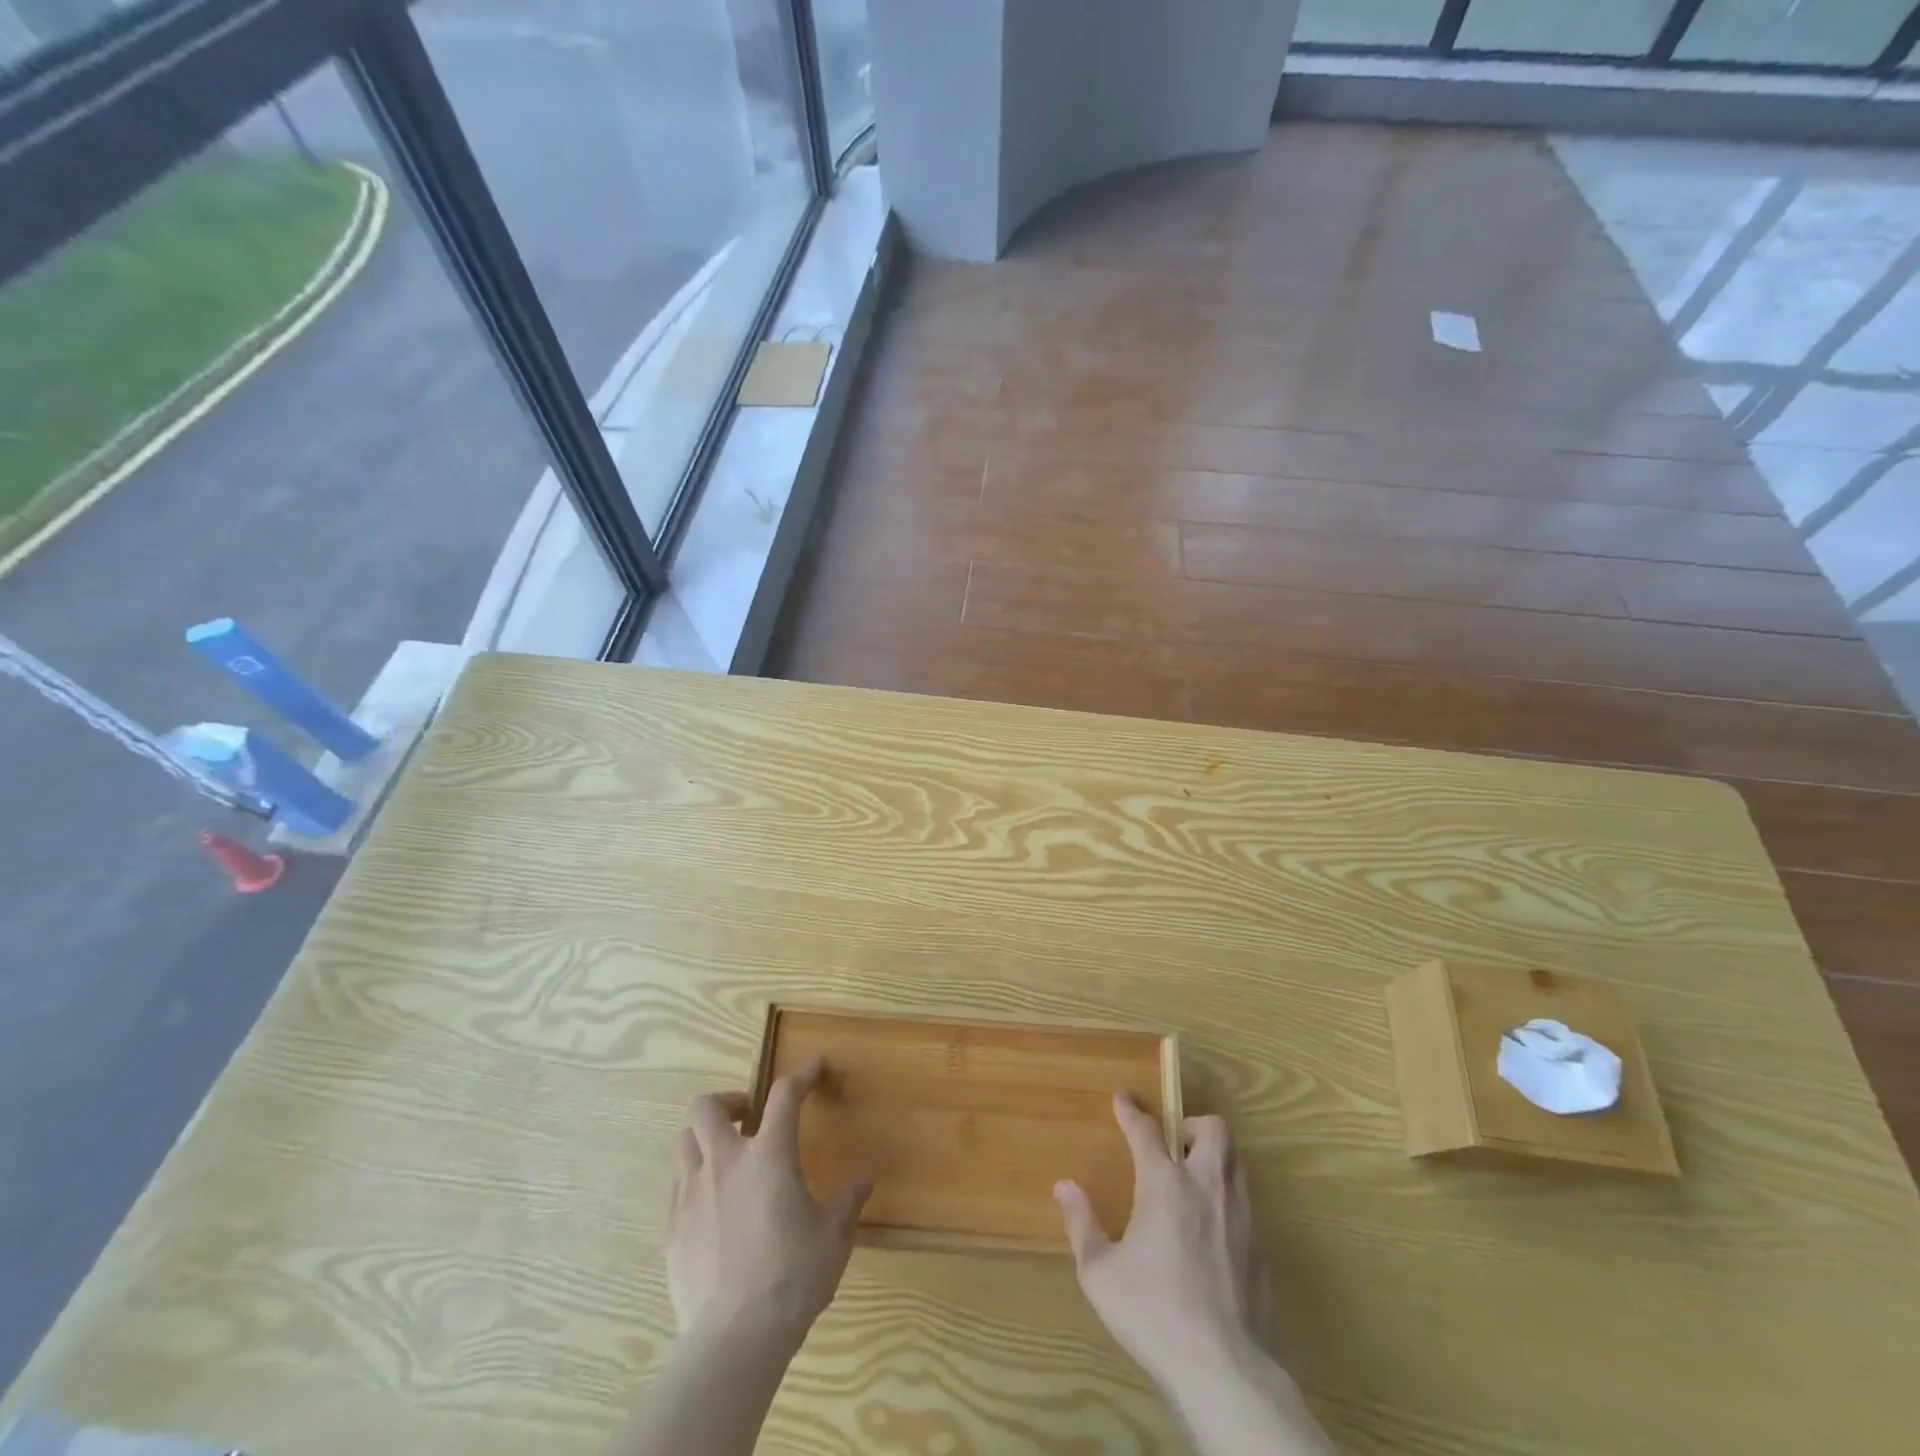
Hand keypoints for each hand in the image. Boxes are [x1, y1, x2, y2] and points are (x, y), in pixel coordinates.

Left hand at [667, 1058, 871, 1345]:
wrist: (735, 1338)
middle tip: (749, 1116)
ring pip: (683, 1142)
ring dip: (704, 1138)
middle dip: (728, 1101)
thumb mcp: (833, 1237)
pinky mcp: (672, 1230)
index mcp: (769, 1155)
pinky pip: (675, 1187)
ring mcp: (691, 1195)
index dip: (802, 1074)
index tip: (814, 1067)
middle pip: (707, 1107)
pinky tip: (710, 1205)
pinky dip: (692, 1180)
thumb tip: (862, 1184)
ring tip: (725, 1157)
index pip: (785, 1095)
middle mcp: (725, 1163)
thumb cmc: (793, 1275)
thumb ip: (846, 1204)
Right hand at [1055, 1094, 1273, 1384]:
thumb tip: (1065, 1186)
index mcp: (1165, 1185)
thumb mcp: (1101, 1273)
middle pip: (1214, 1130)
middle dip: (1193, 1125)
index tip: (1122, 1096)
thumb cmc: (1154, 1314)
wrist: (1224, 1370)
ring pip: (1237, 1161)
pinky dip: (1227, 1198)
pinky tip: (1211, 1230)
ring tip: (1193, 1180)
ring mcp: (1240, 1216)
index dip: (1131, 1110)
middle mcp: (1207, 1187)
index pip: (1146, 1131)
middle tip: (1174, 1144)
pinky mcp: (1261, 1248)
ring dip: (1215, 1157)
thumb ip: (1082, 1224)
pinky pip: (1246, 1202)